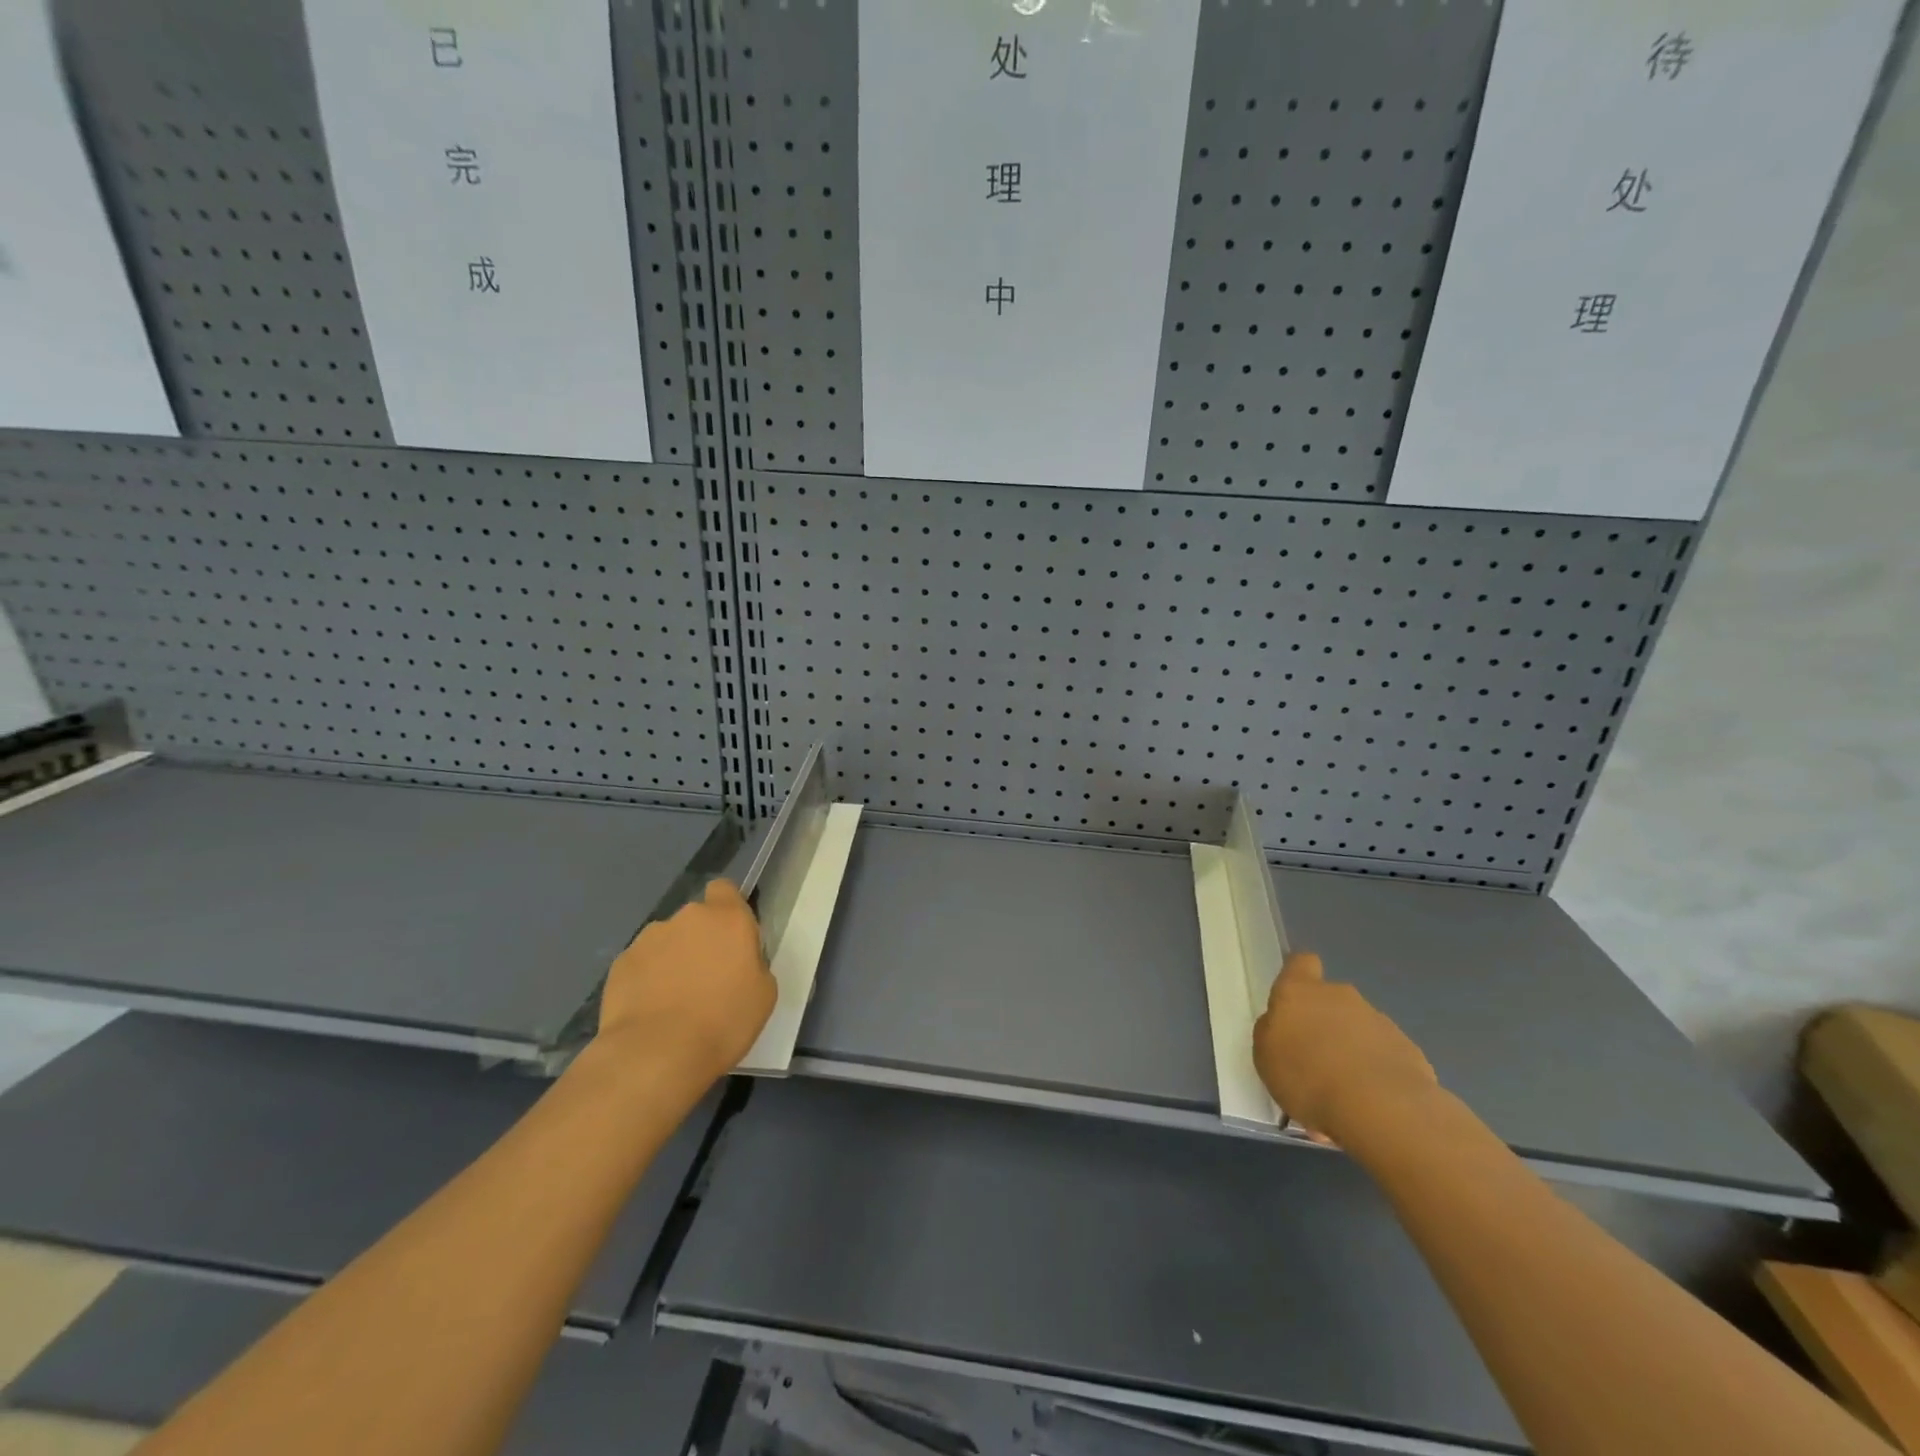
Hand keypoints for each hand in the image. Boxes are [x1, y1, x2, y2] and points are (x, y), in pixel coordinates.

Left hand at [597, 879, 775, 1078]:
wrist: (656, 1055)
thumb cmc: (723, 1022)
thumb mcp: (764, 994)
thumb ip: (753, 963)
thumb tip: (738, 961)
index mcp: (728, 919)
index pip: (725, 889)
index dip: (728, 908)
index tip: (732, 938)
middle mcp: (687, 918)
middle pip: (696, 919)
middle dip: (700, 940)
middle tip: (706, 978)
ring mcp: (649, 938)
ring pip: (667, 940)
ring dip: (673, 959)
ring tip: (673, 1000)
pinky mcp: (620, 963)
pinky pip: (642, 964)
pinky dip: (647, 980)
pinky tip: (650, 1010)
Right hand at [1252, 951, 1437, 1144]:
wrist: (1382, 1109)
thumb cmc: (1307, 1076)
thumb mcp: (1265, 1056)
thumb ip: (1272, 1032)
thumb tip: (1284, 1026)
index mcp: (1300, 991)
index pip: (1301, 963)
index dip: (1298, 975)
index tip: (1295, 1000)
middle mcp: (1340, 996)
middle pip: (1331, 999)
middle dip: (1325, 1023)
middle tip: (1315, 1060)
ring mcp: (1378, 1021)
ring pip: (1359, 1028)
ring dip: (1352, 1049)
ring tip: (1344, 1090)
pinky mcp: (1409, 1049)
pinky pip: (1384, 1054)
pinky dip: (1376, 1072)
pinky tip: (1371, 1102)